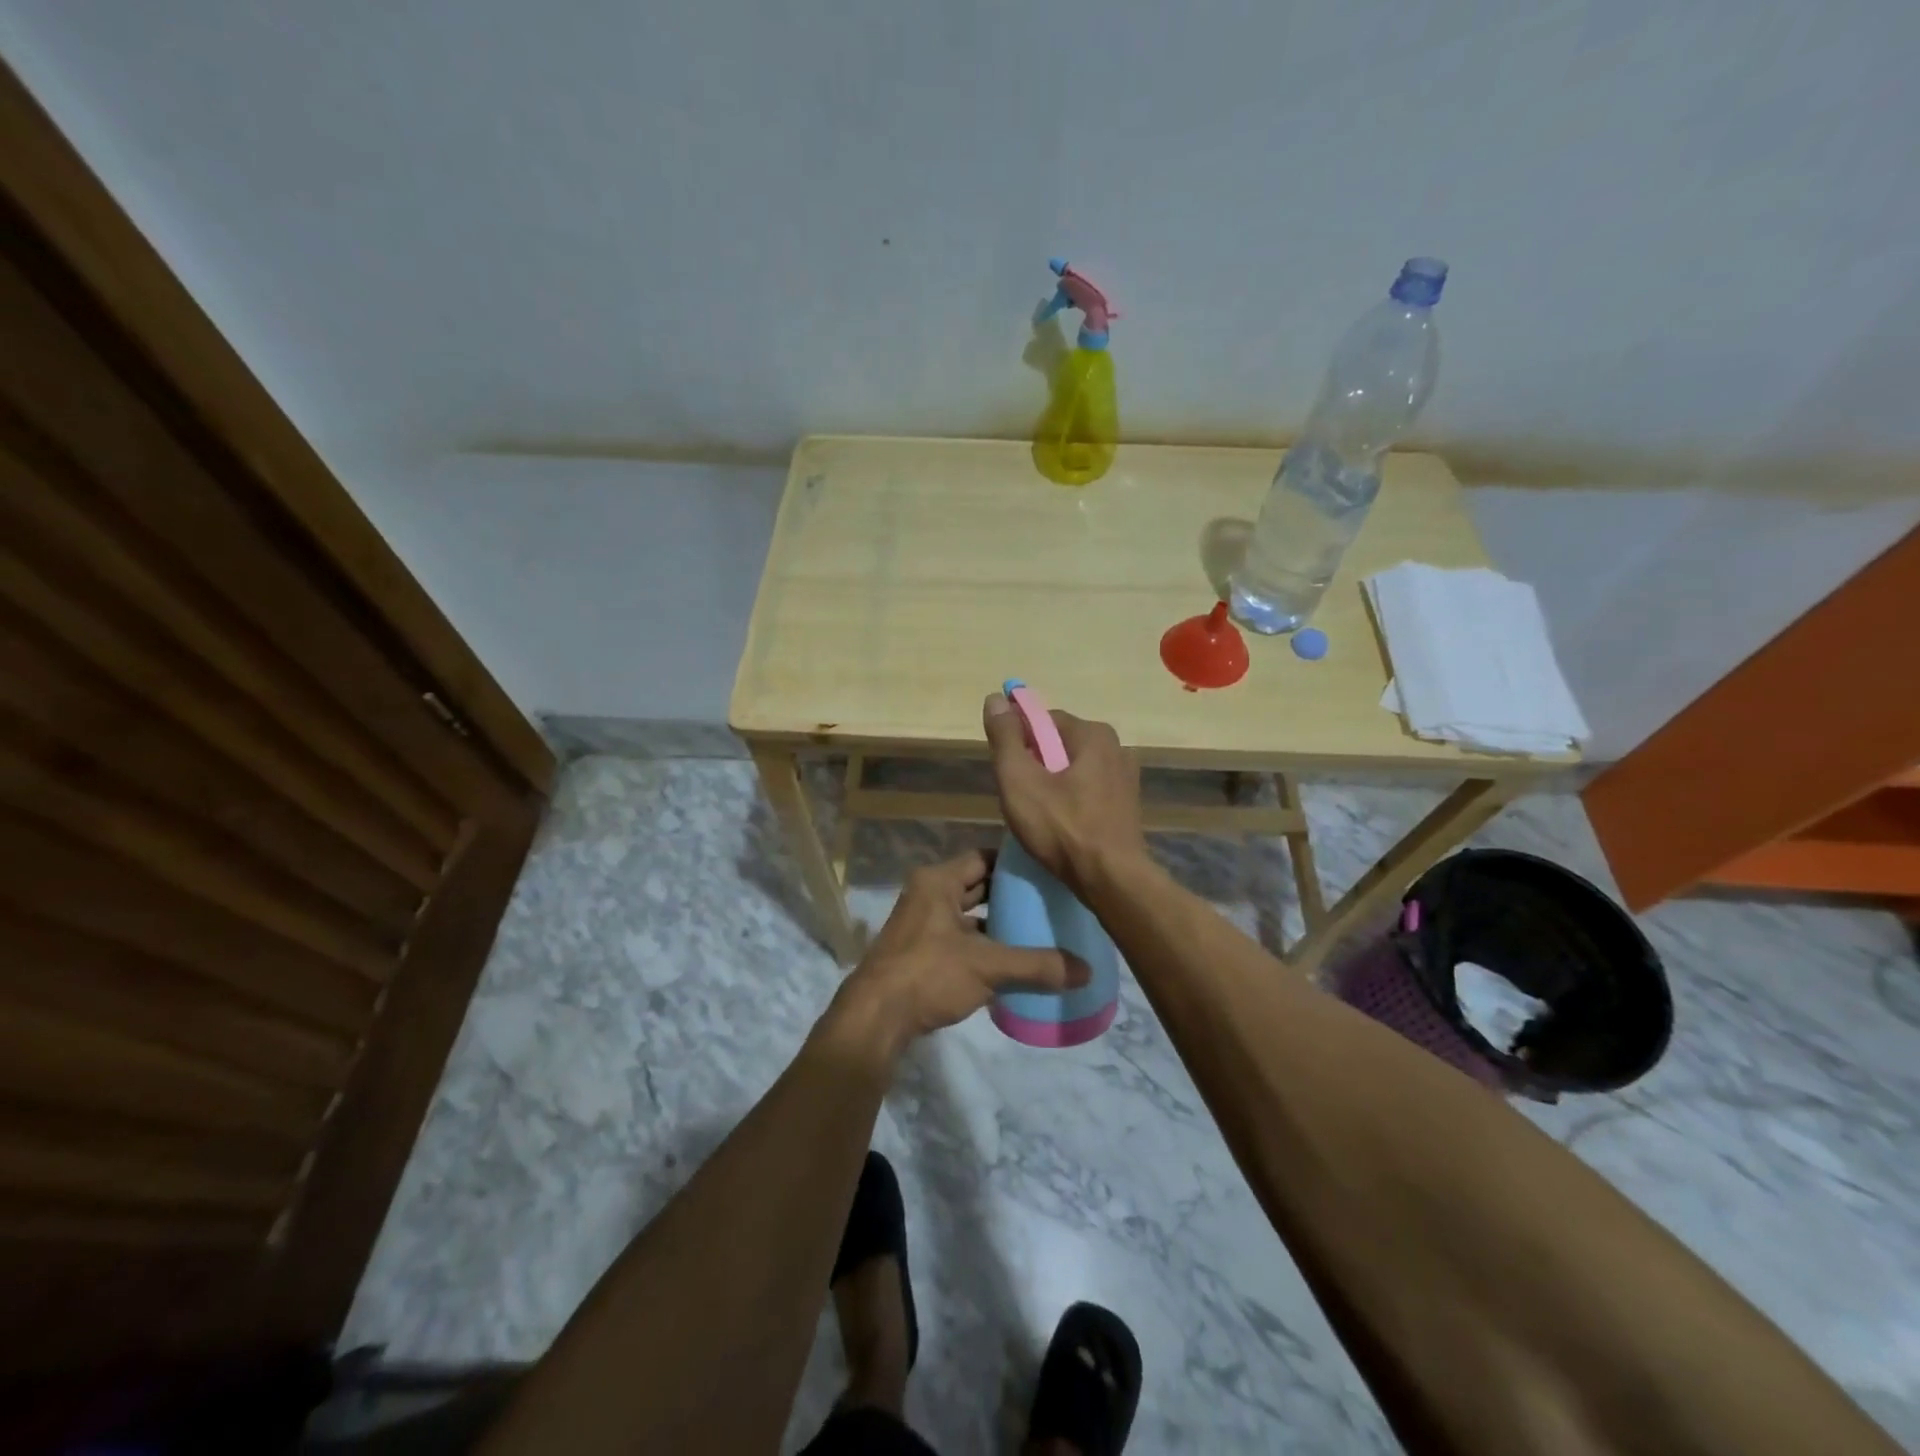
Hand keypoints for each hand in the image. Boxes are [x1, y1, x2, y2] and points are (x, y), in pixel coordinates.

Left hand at [828, 850, 1088, 1062]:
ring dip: (997, 923)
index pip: (982, 857)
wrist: (875, 1018)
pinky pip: (960, 939)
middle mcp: (927, 895)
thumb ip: (1037, 966)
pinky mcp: (920, 953)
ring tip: (1038, 930)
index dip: (1013, 863)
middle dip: (1010, 895)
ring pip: (968, 915)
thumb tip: (1086, 971)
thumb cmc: (929, 974)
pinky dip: (983, 946)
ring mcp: (921, 925)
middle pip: (976, 885)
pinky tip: (1012, 961)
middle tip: (1050, 901)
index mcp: (937, 881)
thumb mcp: (988, 966)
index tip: (1046, 871)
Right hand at [983, 692, 1146, 894]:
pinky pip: (1089, 790)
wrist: (1111, 880)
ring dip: (1053, 784)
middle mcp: (1116, 747)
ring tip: (1037, 815)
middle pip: (1059, 744)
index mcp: (1093, 734)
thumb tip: (995, 698)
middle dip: (1035, 764)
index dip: (1018, 740)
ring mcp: (1126, 778)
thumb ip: (1005, 737)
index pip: (1043, 720)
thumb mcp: (1019, 780)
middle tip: (1018, 796)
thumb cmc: (1060, 827)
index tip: (1005, 769)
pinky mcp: (1128, 805)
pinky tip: (1061, 825)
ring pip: (1074, 769)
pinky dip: (1071, 800)